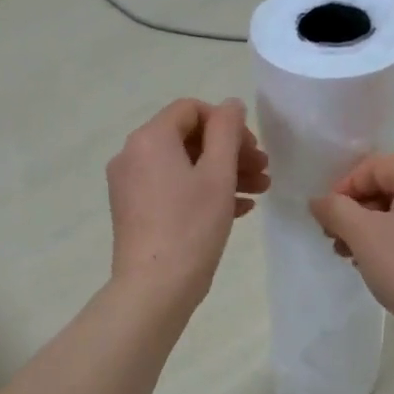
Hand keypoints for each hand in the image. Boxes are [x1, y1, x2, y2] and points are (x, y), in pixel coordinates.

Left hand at [107, 98, 269, 310]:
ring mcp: (130, 184)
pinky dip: (203, 192)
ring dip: (222, 173)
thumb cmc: (191, 227)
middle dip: (229, 151)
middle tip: (263, 170)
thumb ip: (227, 131)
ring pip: (183, 166)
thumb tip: (230, 105)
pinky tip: (238, 209)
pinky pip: (172, 188)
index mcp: (150, 138)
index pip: (191, 109)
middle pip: (188, 138)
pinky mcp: (134, 210)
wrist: (154, 288)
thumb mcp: (218, 174)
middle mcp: (133, 155)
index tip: (252, 148)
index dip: (226, 123)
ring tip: (258, 191)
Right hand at [310, 155, 393, 328]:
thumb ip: (335, 210)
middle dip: (356, 212)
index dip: (343, 189)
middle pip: (389, 187)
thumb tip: (318, 201)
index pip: (374, 166)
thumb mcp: (363, 234)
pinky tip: (379, 265)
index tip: (326, 219)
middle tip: (336, 241)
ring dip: (372, 229)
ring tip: (352, 257)